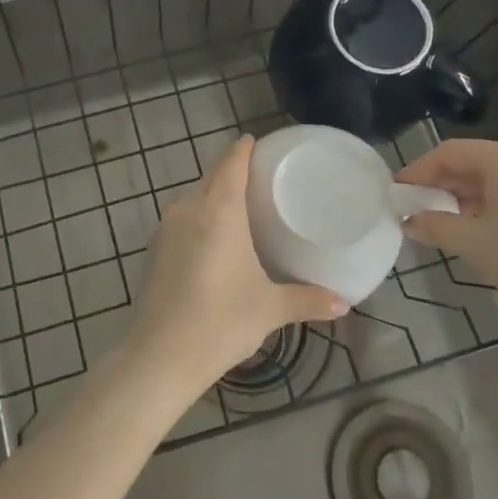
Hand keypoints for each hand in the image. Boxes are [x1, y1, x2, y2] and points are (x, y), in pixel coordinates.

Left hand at [127, 135, 347, 398]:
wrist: (159, 356)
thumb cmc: (220, 322)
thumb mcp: (269, 309)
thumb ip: (306, 300)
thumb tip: (343, 303)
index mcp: (218, 211)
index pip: (231, 164)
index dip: (244, 149)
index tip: (258, 142)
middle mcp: (189, 209)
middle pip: (212, 177)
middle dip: (233, 170)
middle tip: (261, 176)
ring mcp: (166, 228)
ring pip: (195, 198)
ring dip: (215, 195)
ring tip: (241, 206)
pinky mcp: (154, 249)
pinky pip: (182, 218)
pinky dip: (200, 217)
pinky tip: (214, 237)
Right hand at [397, 139, 497, 352]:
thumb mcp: (475, 245)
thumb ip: (435, 225)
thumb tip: (409, 221)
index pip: (451, 153)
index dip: (419, 171)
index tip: (397, 191)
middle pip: (477, 162)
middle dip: (444, 185)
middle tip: (417, 209)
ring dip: (469, 197)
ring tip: (446, 223)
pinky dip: (496, 204)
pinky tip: (483, 229)